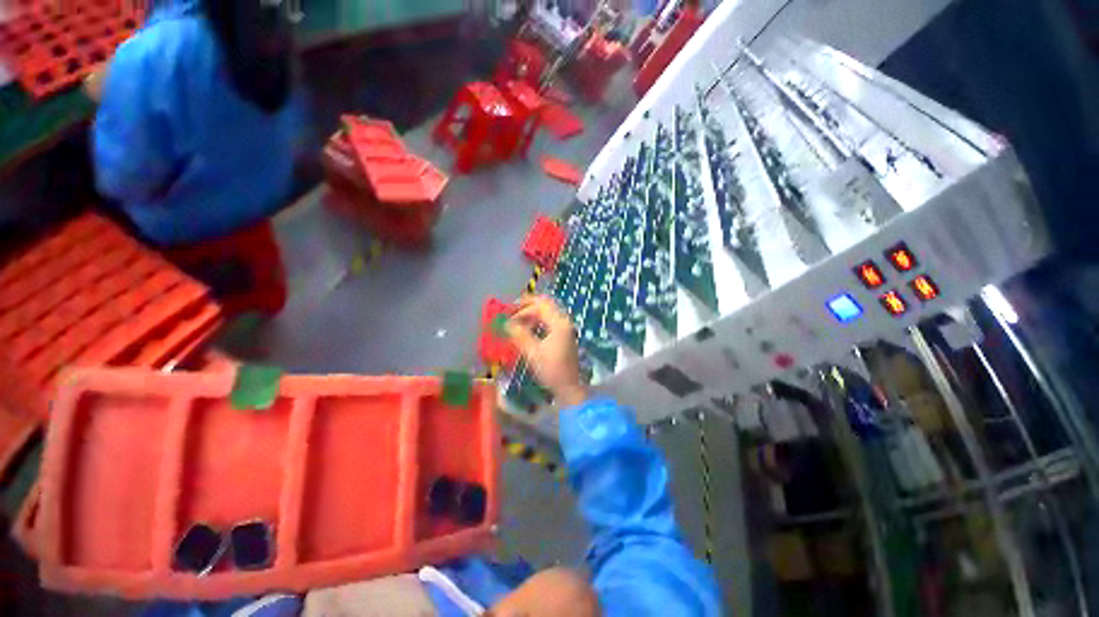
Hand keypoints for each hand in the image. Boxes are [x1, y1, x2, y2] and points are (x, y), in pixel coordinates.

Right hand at [506, 295, 587, 407]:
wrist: (569, 387)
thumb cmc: (551, 370)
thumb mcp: (533, 353)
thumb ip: (520, 335)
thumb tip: (506, 323)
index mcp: (559, 323)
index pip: (540, 306)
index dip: (523, 308)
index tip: (509, 315)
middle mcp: (564, 322)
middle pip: (545, 306)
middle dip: (527, 307)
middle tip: (512, 312)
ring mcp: (566, 329)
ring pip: (548, 313)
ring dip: (532, 315)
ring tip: (517, 322)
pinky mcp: (564, 336)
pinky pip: (550, 322)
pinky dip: (538, 322)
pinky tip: (528, 330)